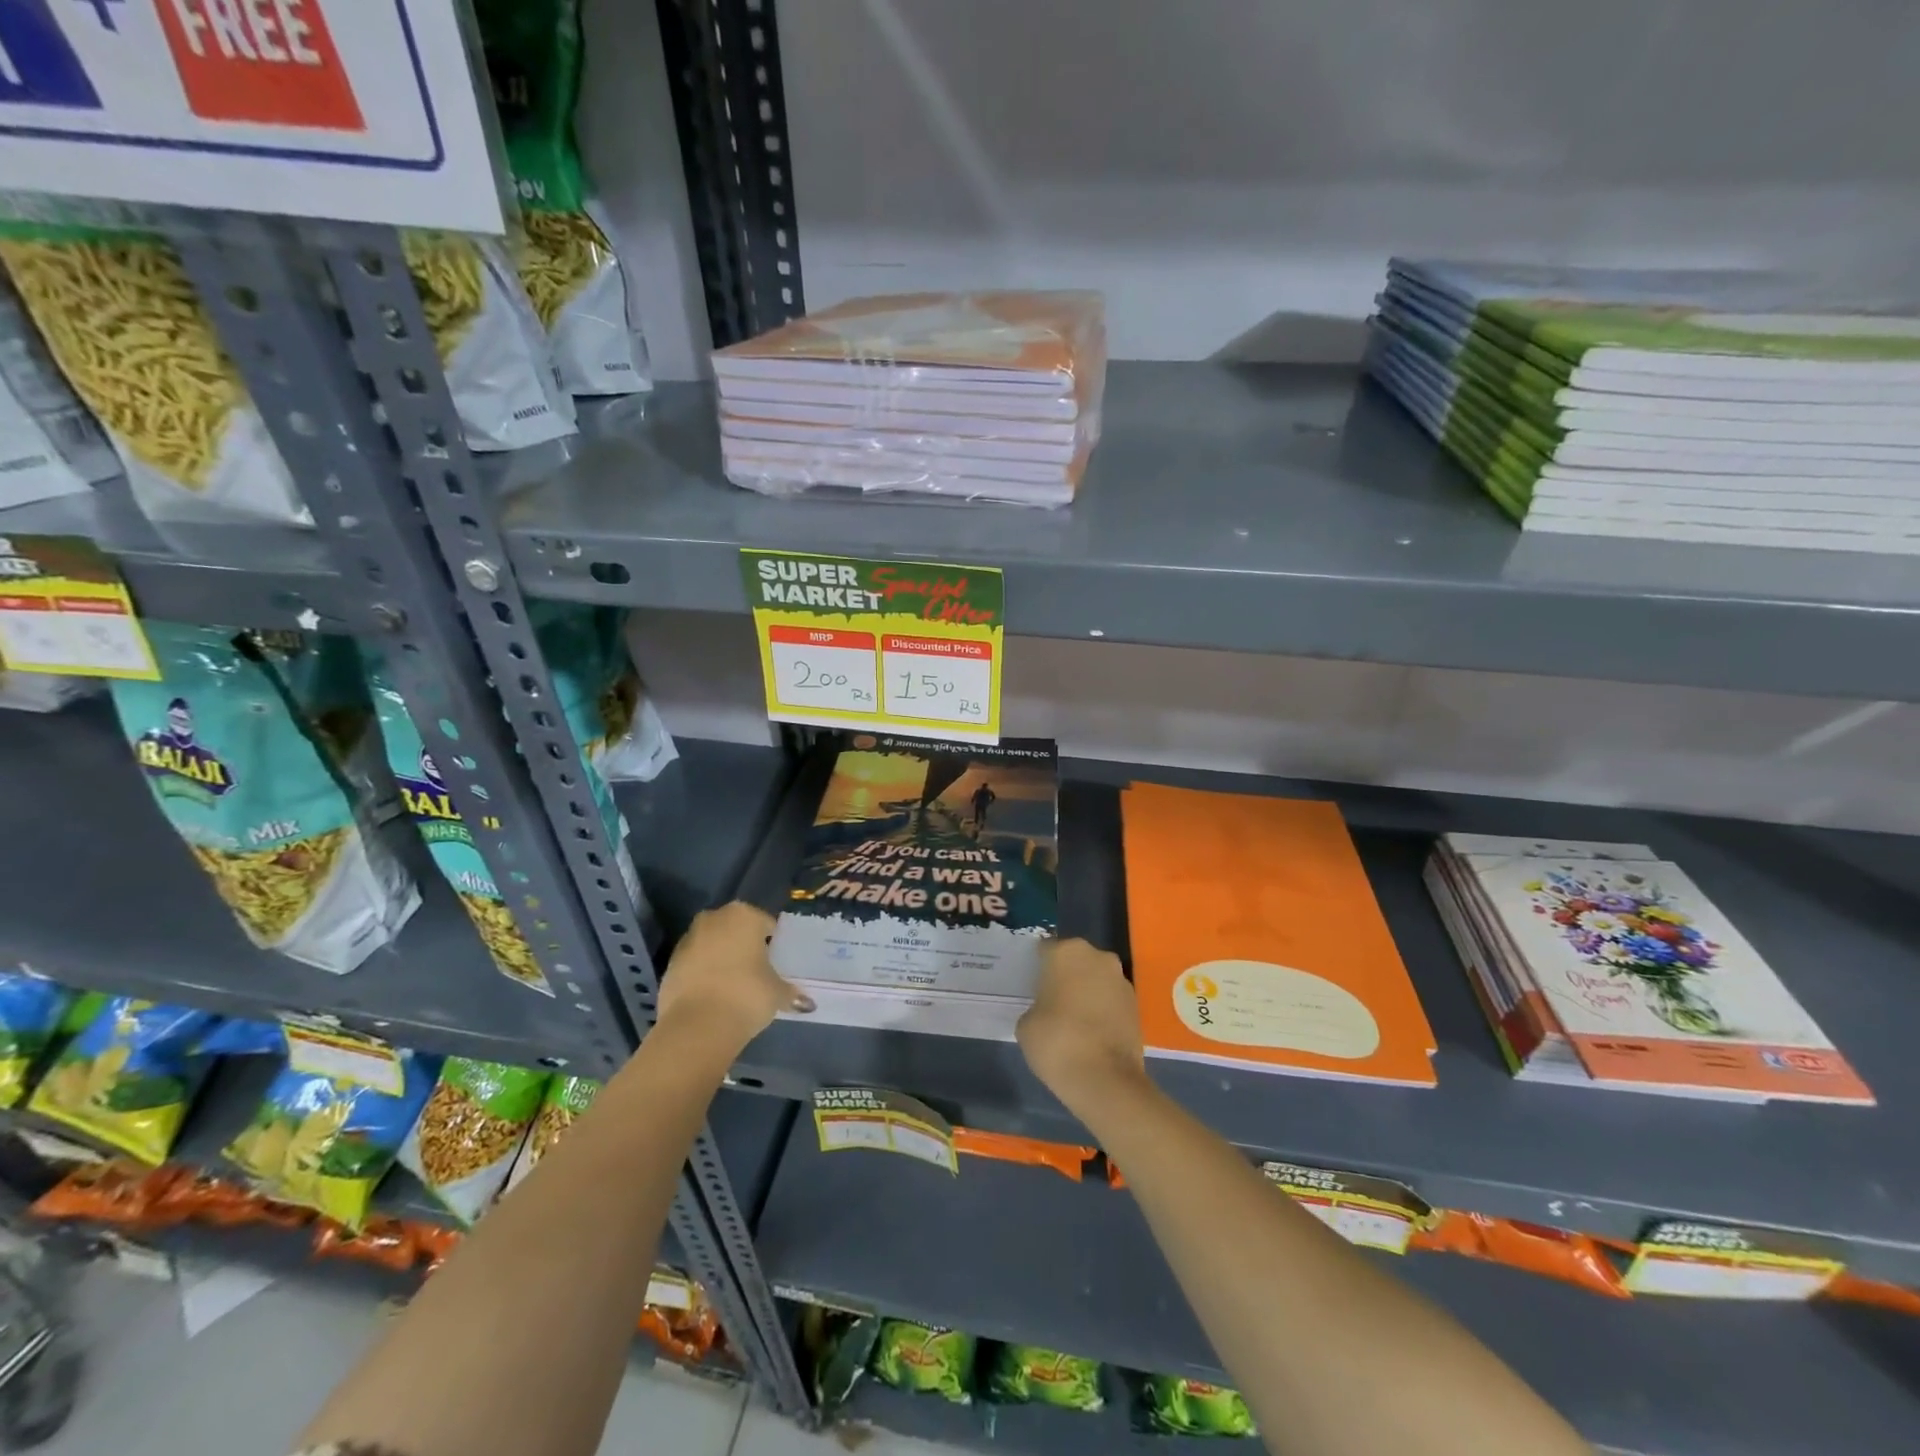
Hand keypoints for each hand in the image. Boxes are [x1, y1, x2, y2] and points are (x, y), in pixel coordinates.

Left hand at [655, 902, 811, 1051]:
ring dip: (721, 957)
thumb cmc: (746, 995)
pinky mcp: (669, 964)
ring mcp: (688, 940)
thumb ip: (791, 993)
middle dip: (743, 945)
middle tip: (756, 970)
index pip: (765, 923)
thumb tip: (807, 1003)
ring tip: (733, 985)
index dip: (772, 943)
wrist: (697, 1026)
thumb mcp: (777, 994)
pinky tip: (713, 995)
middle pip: (735, 928)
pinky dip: (702, 974)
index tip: (775, 962)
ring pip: (712, 944)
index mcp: (744, 915)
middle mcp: (714, 919)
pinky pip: (694, 963)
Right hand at [1016, 938, 1148, 1120]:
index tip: (1030, 985)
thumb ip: (1035, 1007)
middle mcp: (1098, 957)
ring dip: (1086, 992)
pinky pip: (1111, 1000)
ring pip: (1096, 979)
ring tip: (1072, 1020)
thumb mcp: (1026, 1024)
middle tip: (1050, 1001)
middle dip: (1064, 976)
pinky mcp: (1137, 1005)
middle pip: (1075, 960)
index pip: (1045, 950)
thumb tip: (1046, 1010)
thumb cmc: (1057, 1042)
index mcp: (1067, 952)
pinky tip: (1091, 1033)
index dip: (1037, 967)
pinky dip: (1102, 1010)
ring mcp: (1121, 980)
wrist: (1106, 1080)